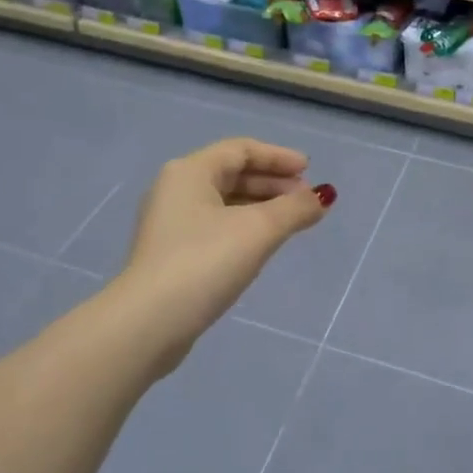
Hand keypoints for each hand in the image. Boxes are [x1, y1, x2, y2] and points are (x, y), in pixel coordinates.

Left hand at [117, 138, 332, 374]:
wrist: (149, 322)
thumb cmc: (205, 262)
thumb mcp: (258, 231)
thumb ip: (295, 209)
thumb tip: (323, 197)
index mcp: (189, 172)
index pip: (240, 150)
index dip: (278, 157)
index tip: (310, 171)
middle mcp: (175, 190)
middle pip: (232, 174)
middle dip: (273, 183)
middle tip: (305, 200)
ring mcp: (171, 224)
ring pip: (225, 203)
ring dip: (261, 207)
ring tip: (292, 223)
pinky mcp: (172, 254)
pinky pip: (216, 227)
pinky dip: (244, 227)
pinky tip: (262, 246)